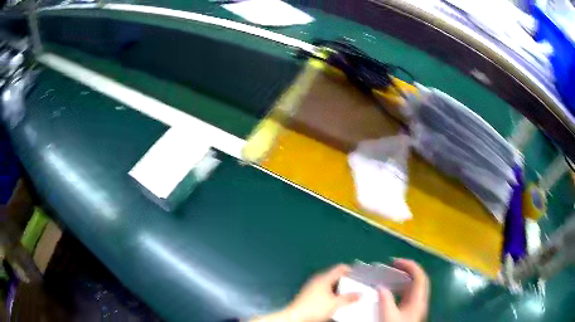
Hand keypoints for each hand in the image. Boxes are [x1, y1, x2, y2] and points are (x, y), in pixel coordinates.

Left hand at [251, 264, 359, 321]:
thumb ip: (348, 298)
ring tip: (349, 294)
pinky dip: (332, 293)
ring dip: (340, 288)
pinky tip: (336, 300)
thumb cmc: (315, 308)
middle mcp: (318, 280)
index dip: (351, 270)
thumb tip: (359, 294)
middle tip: (357, 286)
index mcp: (324, 278)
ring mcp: (313, 287)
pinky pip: (325, 290)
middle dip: (347, 281)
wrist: (296, 317)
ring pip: (330, 284)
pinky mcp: (309, 294)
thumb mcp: (335, 304)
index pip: (340, 268)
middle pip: (336, 276)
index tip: (360, 275)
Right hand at [378, 259, 428, 321]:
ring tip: (391, 276)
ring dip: (404, 279)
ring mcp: (417, 304)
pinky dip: (401, 288)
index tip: (395, 262)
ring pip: (414, 286)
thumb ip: (386, 301)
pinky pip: (409, 294)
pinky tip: (392, 291)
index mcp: (418, 299)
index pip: (419, 276)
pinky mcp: (412, 310)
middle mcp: (420, 299)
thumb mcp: (389, 316)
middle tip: (394, 266)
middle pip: (419, 279)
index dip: (410, 266)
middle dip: (408, 269)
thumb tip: (381, 287)